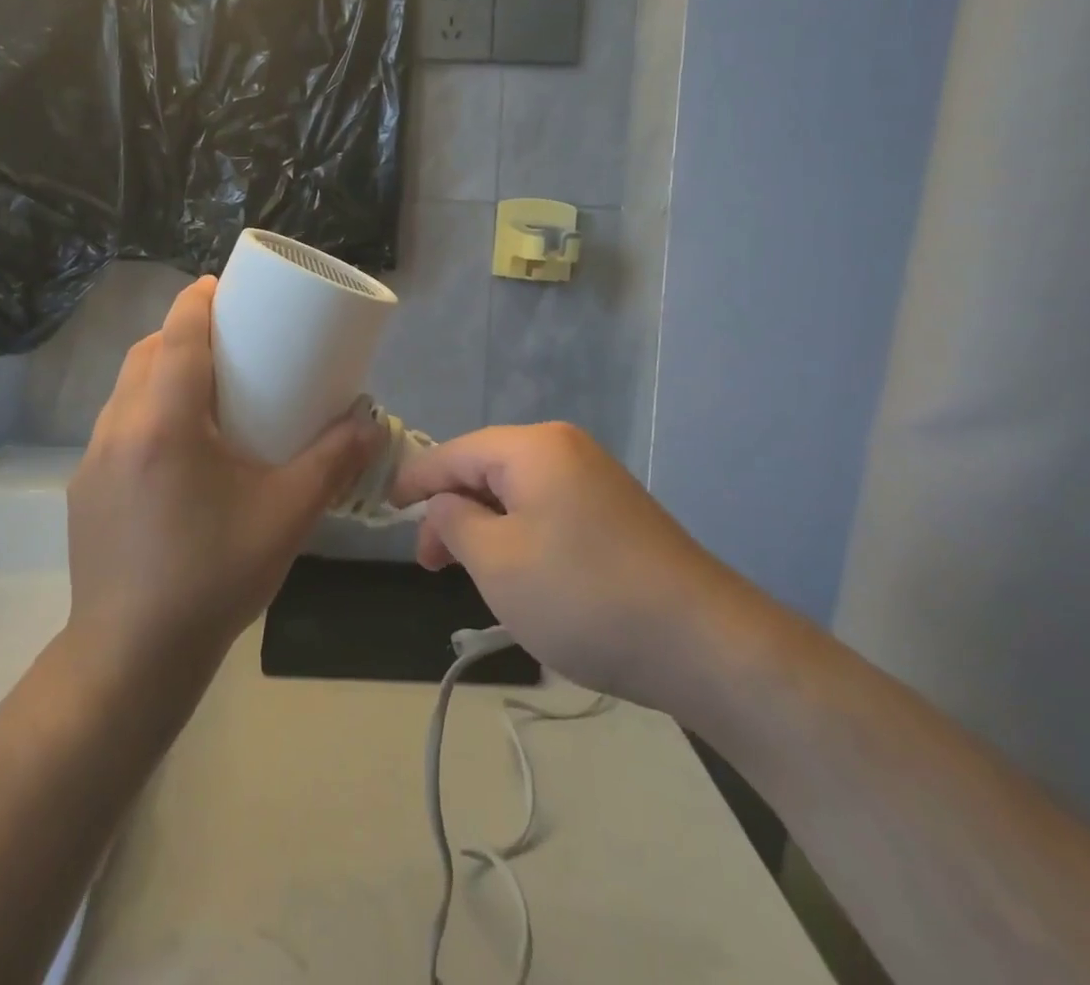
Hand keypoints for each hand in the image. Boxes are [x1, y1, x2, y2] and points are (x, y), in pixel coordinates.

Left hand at [66, 276, 380, 678]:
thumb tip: (368, 422)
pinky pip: (115, 424)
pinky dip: (144, 408)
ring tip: (202, 387)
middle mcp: (120, 429)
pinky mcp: (84, 489)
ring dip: (159, 370)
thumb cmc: (213, 577)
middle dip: (180, 331)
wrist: (132, 656)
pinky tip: (176, 446)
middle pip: (146, 354)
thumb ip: (331, 463)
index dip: (196, 301)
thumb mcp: (285, 516)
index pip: (178, 337)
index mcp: (165, 424)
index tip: (218, 284)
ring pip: (125, 388)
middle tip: (224, 339)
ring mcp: (93, 460)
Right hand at [393, 423, 747, 710]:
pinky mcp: (617, 511)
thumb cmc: (582, 595)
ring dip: (487, 527)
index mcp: (533, 447)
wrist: (703, 642)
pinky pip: (549, 509)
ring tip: (473, 574)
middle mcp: (565, 448)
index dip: (416, 479)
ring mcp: (596, 478)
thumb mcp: (497, 562)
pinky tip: (522, 573)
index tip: (387, 506)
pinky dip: (521, 534)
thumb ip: (454, 523)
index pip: (455, 452)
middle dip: (453, 511)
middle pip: (487, 469)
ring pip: (518, 493)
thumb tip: (445, 504)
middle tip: (431, 563)